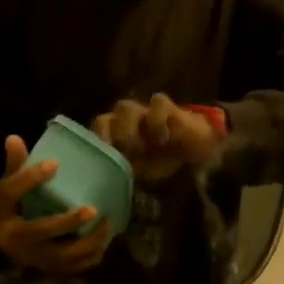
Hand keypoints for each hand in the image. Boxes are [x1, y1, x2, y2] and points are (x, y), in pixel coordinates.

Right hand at [0, 135, 111, 274]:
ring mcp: (34, 257)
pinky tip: (104, 241)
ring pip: (63, 254)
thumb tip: (15, 138)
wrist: (0, 244)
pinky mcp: (49, 268)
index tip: (55, 163)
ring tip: (106, 223)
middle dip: (68, 222)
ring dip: (87, 242)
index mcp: (2, 213)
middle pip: (42, 231)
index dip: (31, 178)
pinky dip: (91, 256)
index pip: (11, 193)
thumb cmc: (9, 209)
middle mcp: (16, 239)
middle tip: (92, 209)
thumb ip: (15, 166)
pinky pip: (73, 266)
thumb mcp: (6, 188)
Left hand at [94, 93, 219, 184]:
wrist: (190, 150)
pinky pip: (157, 103)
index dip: (96, 144)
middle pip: (104, 119)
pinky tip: (162, 139)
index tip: (103, 162)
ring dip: (128, 129)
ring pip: (125, 108)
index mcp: (112, 135)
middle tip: (122, 157)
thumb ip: (121, 171)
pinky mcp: (165, 107)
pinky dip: (157, 121)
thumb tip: (106, 180)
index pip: (94, 134)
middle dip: (109, 139)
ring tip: (140, 150)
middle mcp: (122, 121)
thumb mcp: (138, 172)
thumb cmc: (158, 161)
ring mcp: (142, 112)